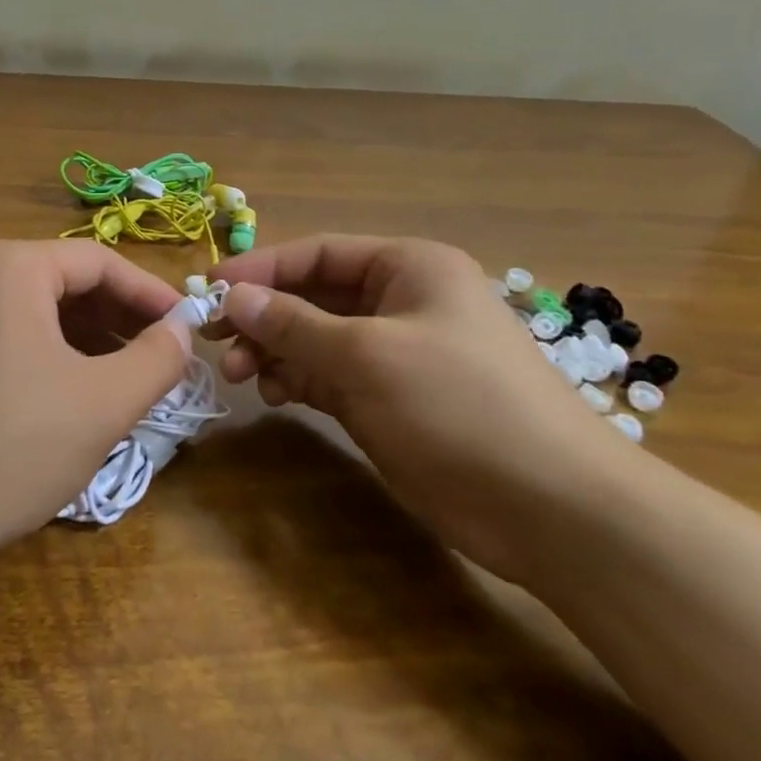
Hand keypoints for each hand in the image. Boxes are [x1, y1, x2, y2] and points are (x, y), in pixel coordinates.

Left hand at [0, 240, 194, 558]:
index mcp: (11, 266)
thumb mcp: (103, 402)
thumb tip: (182, 331)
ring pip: (39, 313)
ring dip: (89, 342)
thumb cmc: (11, 445)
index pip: (100, 262)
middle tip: (162, 360)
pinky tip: (73, 398)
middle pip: (67, 283)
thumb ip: (157, 358)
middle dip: (120, 320)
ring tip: (126, 383)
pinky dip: (52, 358)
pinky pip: (10, 338)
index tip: (189, 329)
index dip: (152, 295)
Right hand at [210, 234, 630, 582]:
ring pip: (315, 339)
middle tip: (215, 341)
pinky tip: (272, 393)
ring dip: (274, 351)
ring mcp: (395, 355)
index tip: (210, 289)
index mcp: (409, 268)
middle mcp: (400, 303)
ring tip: (241, 375)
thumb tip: (232, 295)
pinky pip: (328, 377)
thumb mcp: (366, 355)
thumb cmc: (459, 405)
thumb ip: (293, 324)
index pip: (319, 253)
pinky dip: (296, 381)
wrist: (551, 507)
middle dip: (264, 316)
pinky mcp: (389, 401)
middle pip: (313, 296)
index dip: (262, 268)